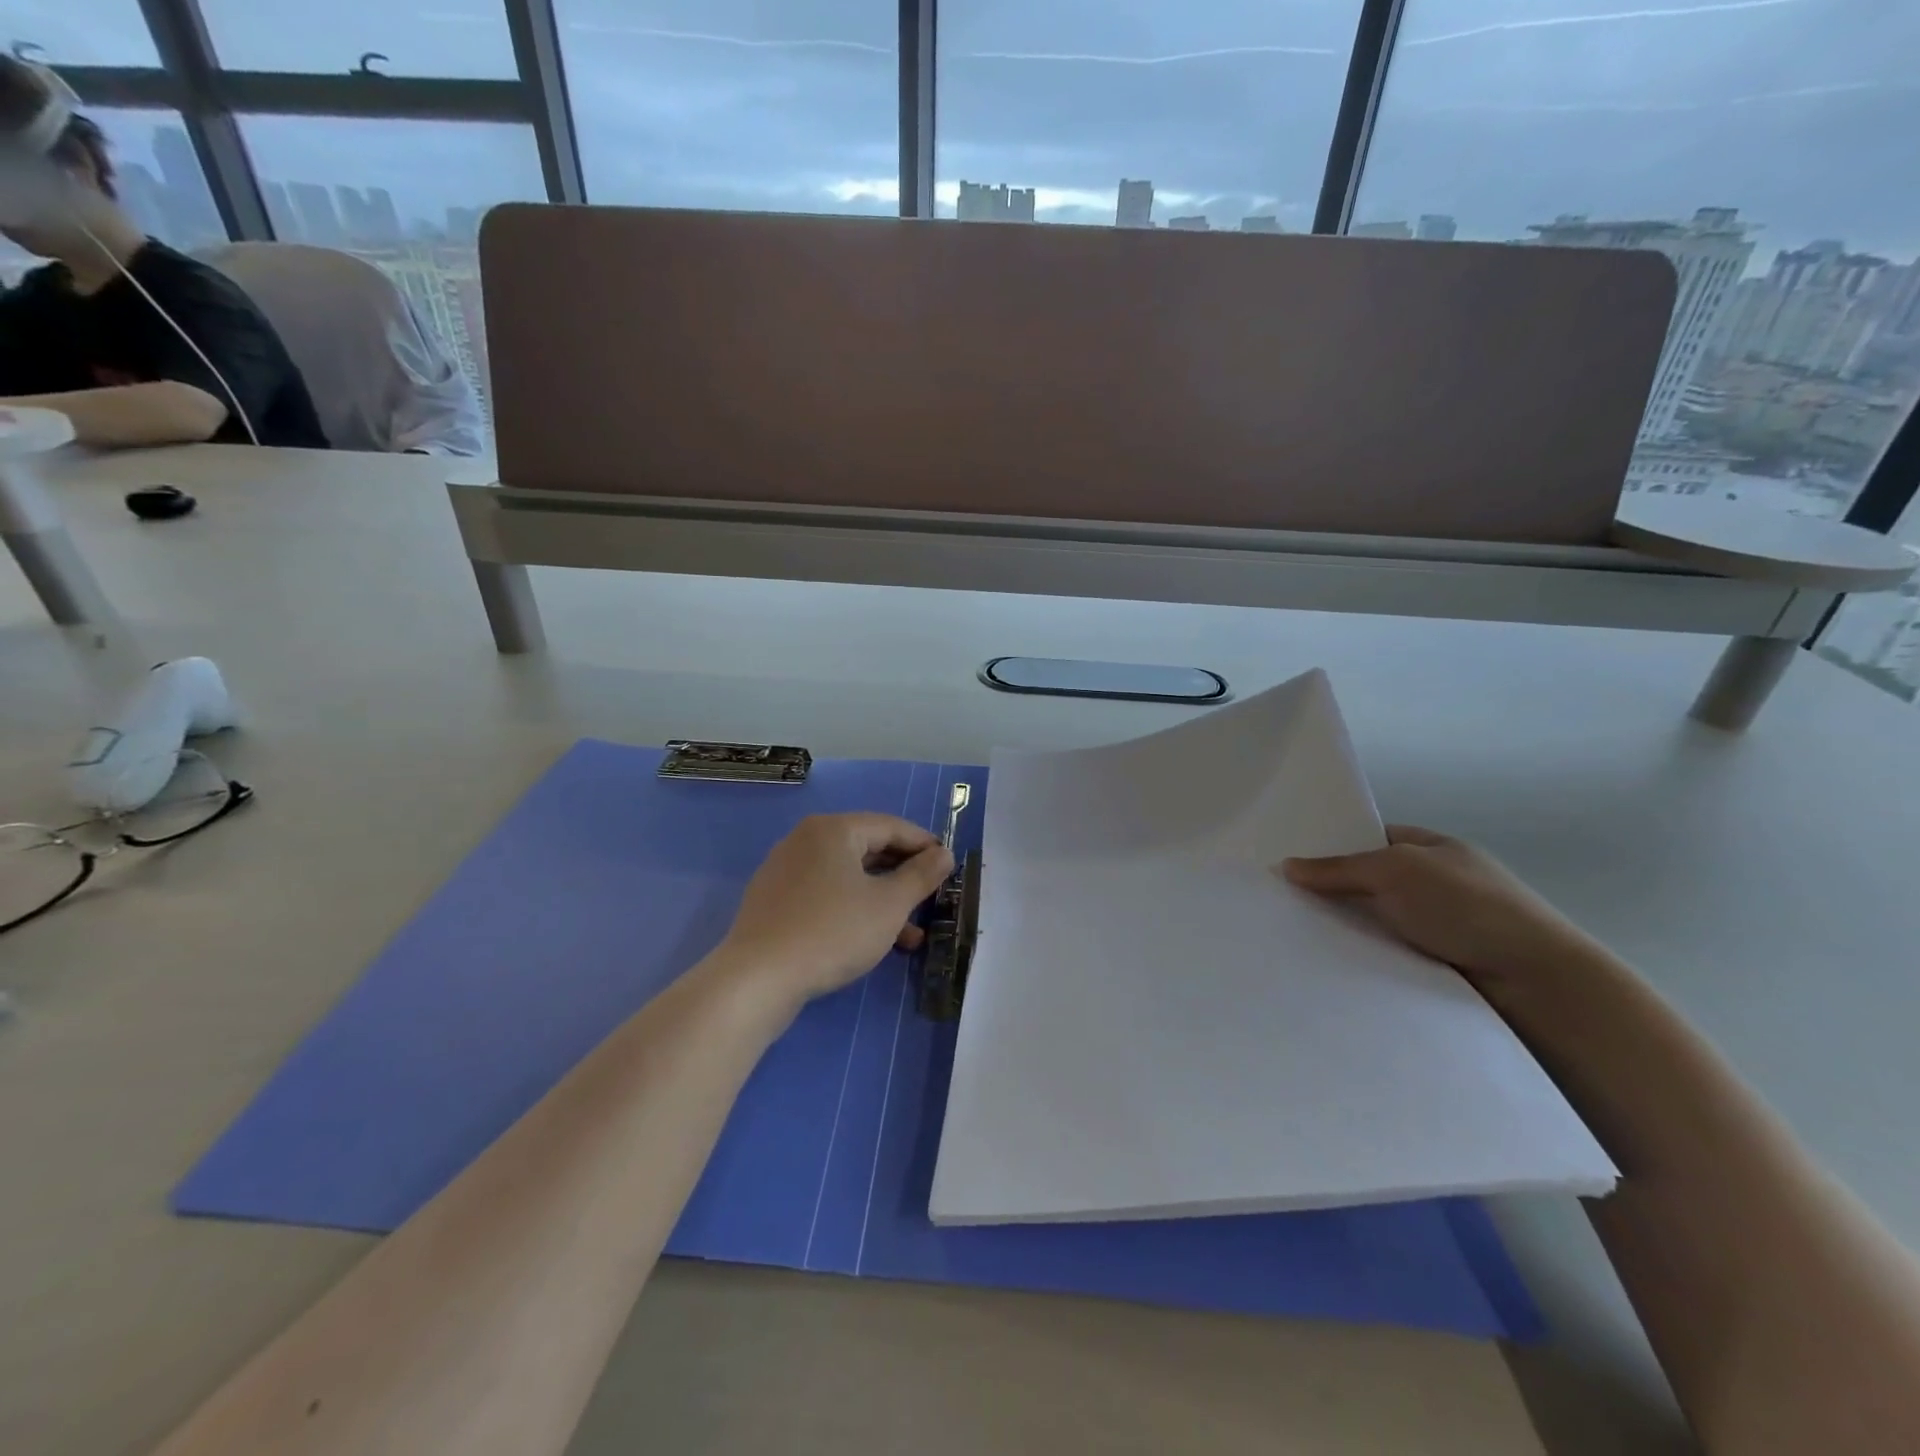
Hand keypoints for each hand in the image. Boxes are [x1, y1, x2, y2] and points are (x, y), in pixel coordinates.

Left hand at [715, 813, 954, 1005]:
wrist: (757, 979)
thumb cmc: (832, 932)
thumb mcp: (889, 905)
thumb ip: (921, 876)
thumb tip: (944, 853)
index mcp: (833, 829)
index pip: (891, 826)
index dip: (924, 845)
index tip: (949, 867)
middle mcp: (806, 840)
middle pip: (868, 849)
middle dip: (904, 876)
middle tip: (932, 899)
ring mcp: (786, 870)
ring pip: (848, 877)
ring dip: (882, 900)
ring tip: (911, 935)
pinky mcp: (774, 901)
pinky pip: (825, 894)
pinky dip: (853, 909)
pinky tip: (871, 941)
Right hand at [1281, 825, 1590, 988]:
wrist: (1536, 982)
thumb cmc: (1468, 906)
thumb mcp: (1395, 869)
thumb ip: (1338, 867)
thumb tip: (1286, 866)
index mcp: (1434, 847)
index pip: (1371, 838)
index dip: (1333, 845)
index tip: (1289, 860)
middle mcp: (1436, 883)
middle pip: (1369, 882)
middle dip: (1331, 890)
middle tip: (1279, 899)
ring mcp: (1439, 925)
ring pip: (1375, 921)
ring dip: (1345, 928)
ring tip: (1291, 935)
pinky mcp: (1438, 965)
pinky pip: (1386, 953)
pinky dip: (1363, 957)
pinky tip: (1327, 963)